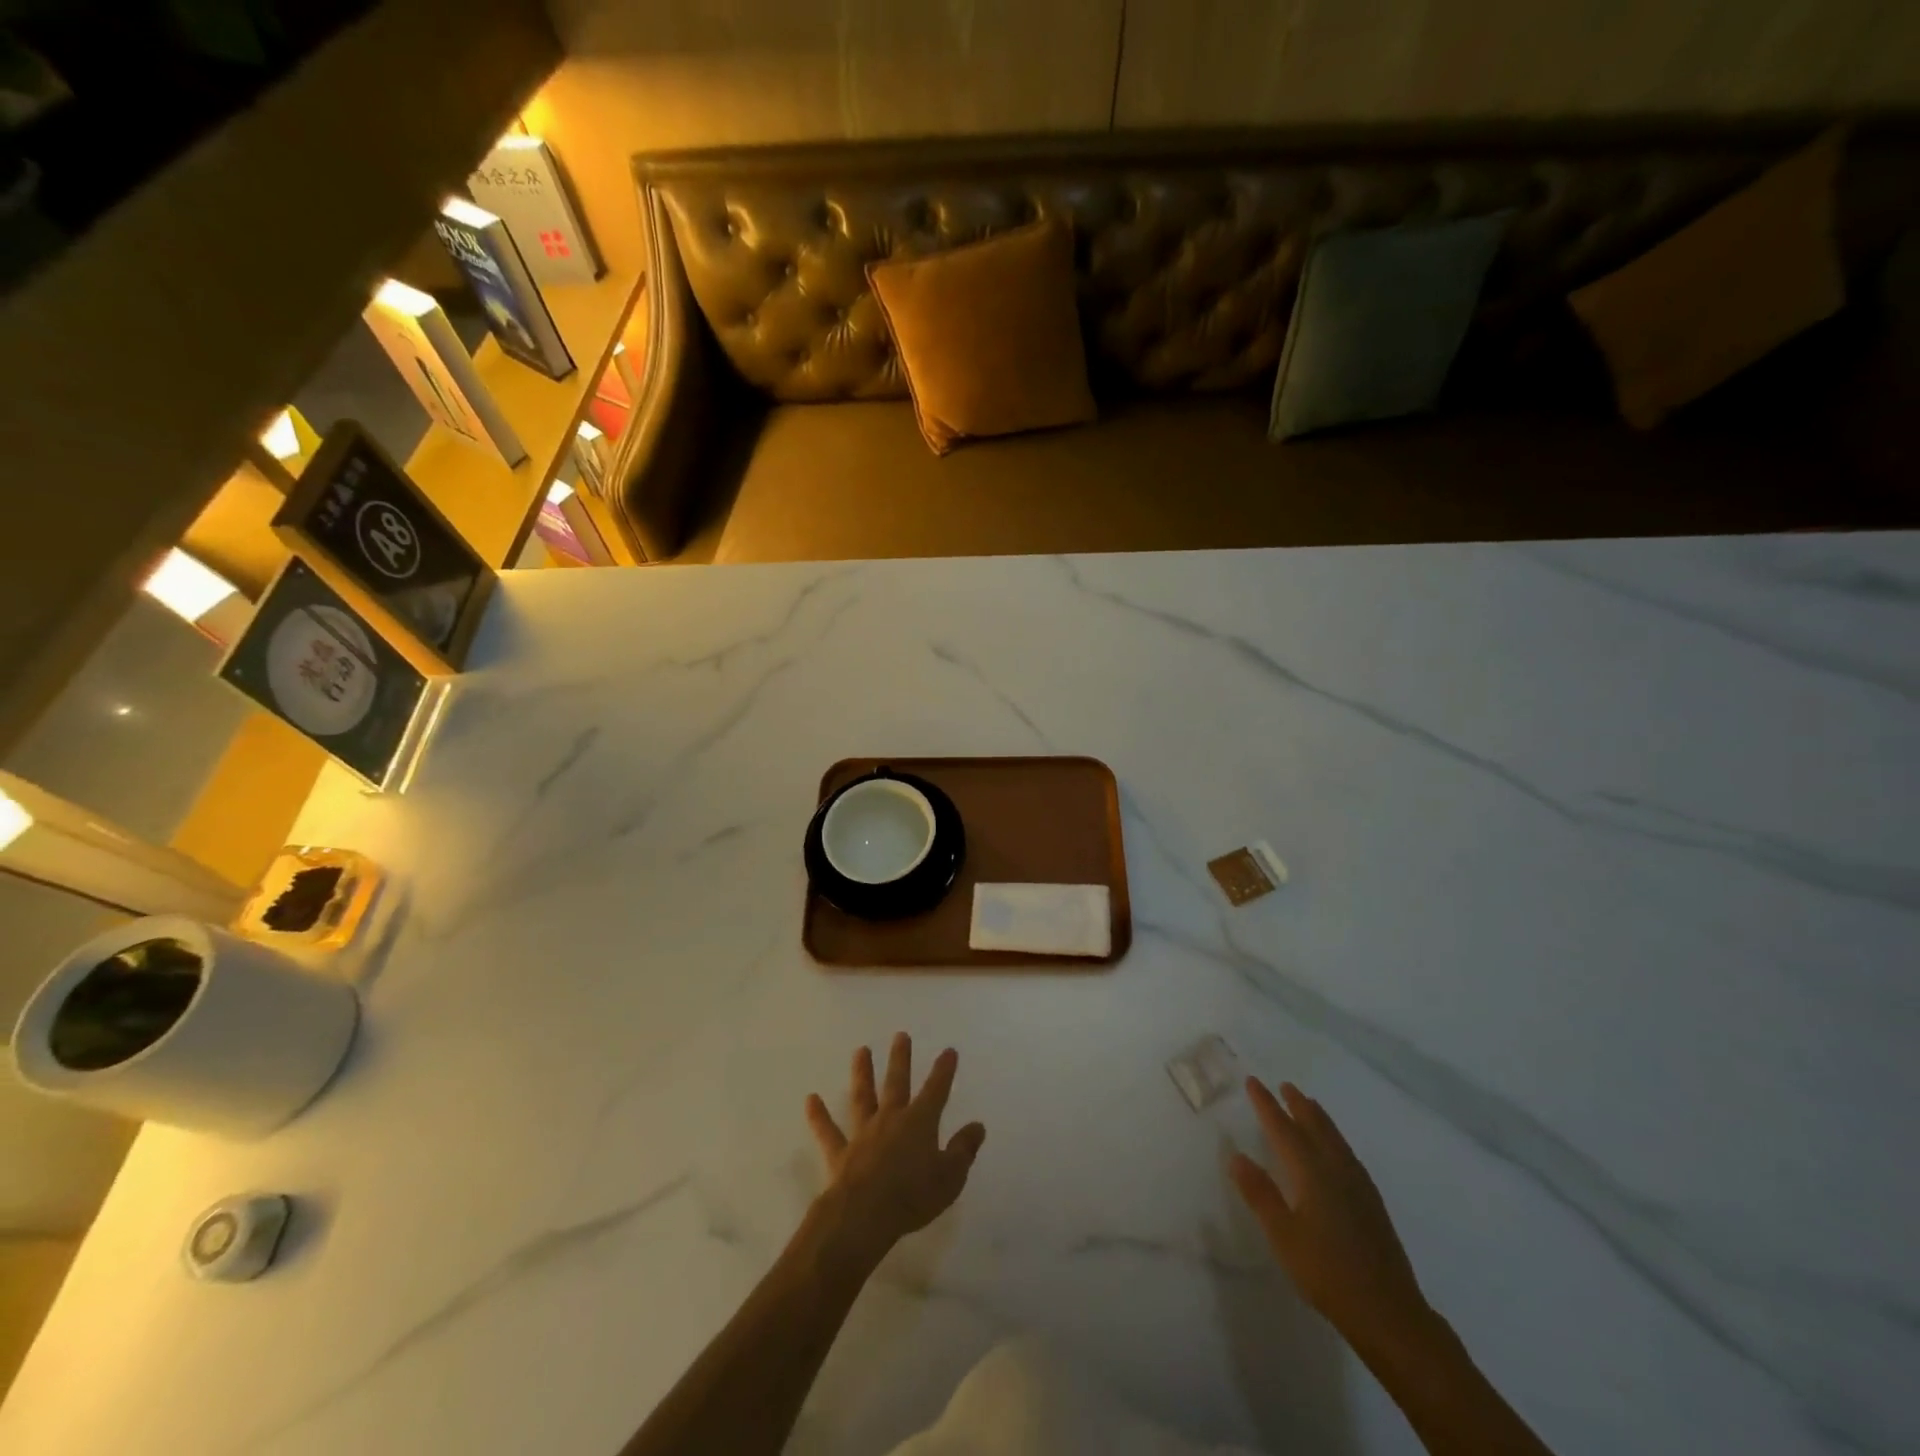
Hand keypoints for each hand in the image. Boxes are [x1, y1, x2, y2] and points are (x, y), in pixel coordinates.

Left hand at [805, 1034, 985, 1265]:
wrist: (865, 1215)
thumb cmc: (913, 1196)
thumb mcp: (950, 1177)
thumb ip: (963, 1149)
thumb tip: (977, 1126)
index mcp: (920, 1123)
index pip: (936, 1090)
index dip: (944, 1070)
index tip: (948, 1050)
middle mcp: (891, 1119)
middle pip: (897, 1083)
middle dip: (900, 1059)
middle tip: (900, 1035)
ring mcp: (863, 1133)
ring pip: (863, 1097)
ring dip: (862, 1073)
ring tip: (861, 1050)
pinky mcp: (840, 1153)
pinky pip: (828, 1131)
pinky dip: (819, 1116)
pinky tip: (810, 1100)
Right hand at [1230, 1078, 1432, 1354]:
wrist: (1388, 1312)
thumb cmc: (1327, 1272)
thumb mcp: (1283, 1235)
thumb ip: (1260, 1194)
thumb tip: (1237, 1156)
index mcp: (1311, 1172)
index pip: (1283, 1129)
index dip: (1266, 1105)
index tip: (1253, 1082)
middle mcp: (1336, 1169)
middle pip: (1315, 1126)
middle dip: (1297, 1105)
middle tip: (1284, 1086)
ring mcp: (1359, 1185)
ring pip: (1335, 1139)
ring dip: (1319, 1118)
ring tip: (1309, 1105)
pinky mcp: (1372, 1203)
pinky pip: (1348, 1154)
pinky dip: (1335, 1138)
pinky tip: (1337, 1150)